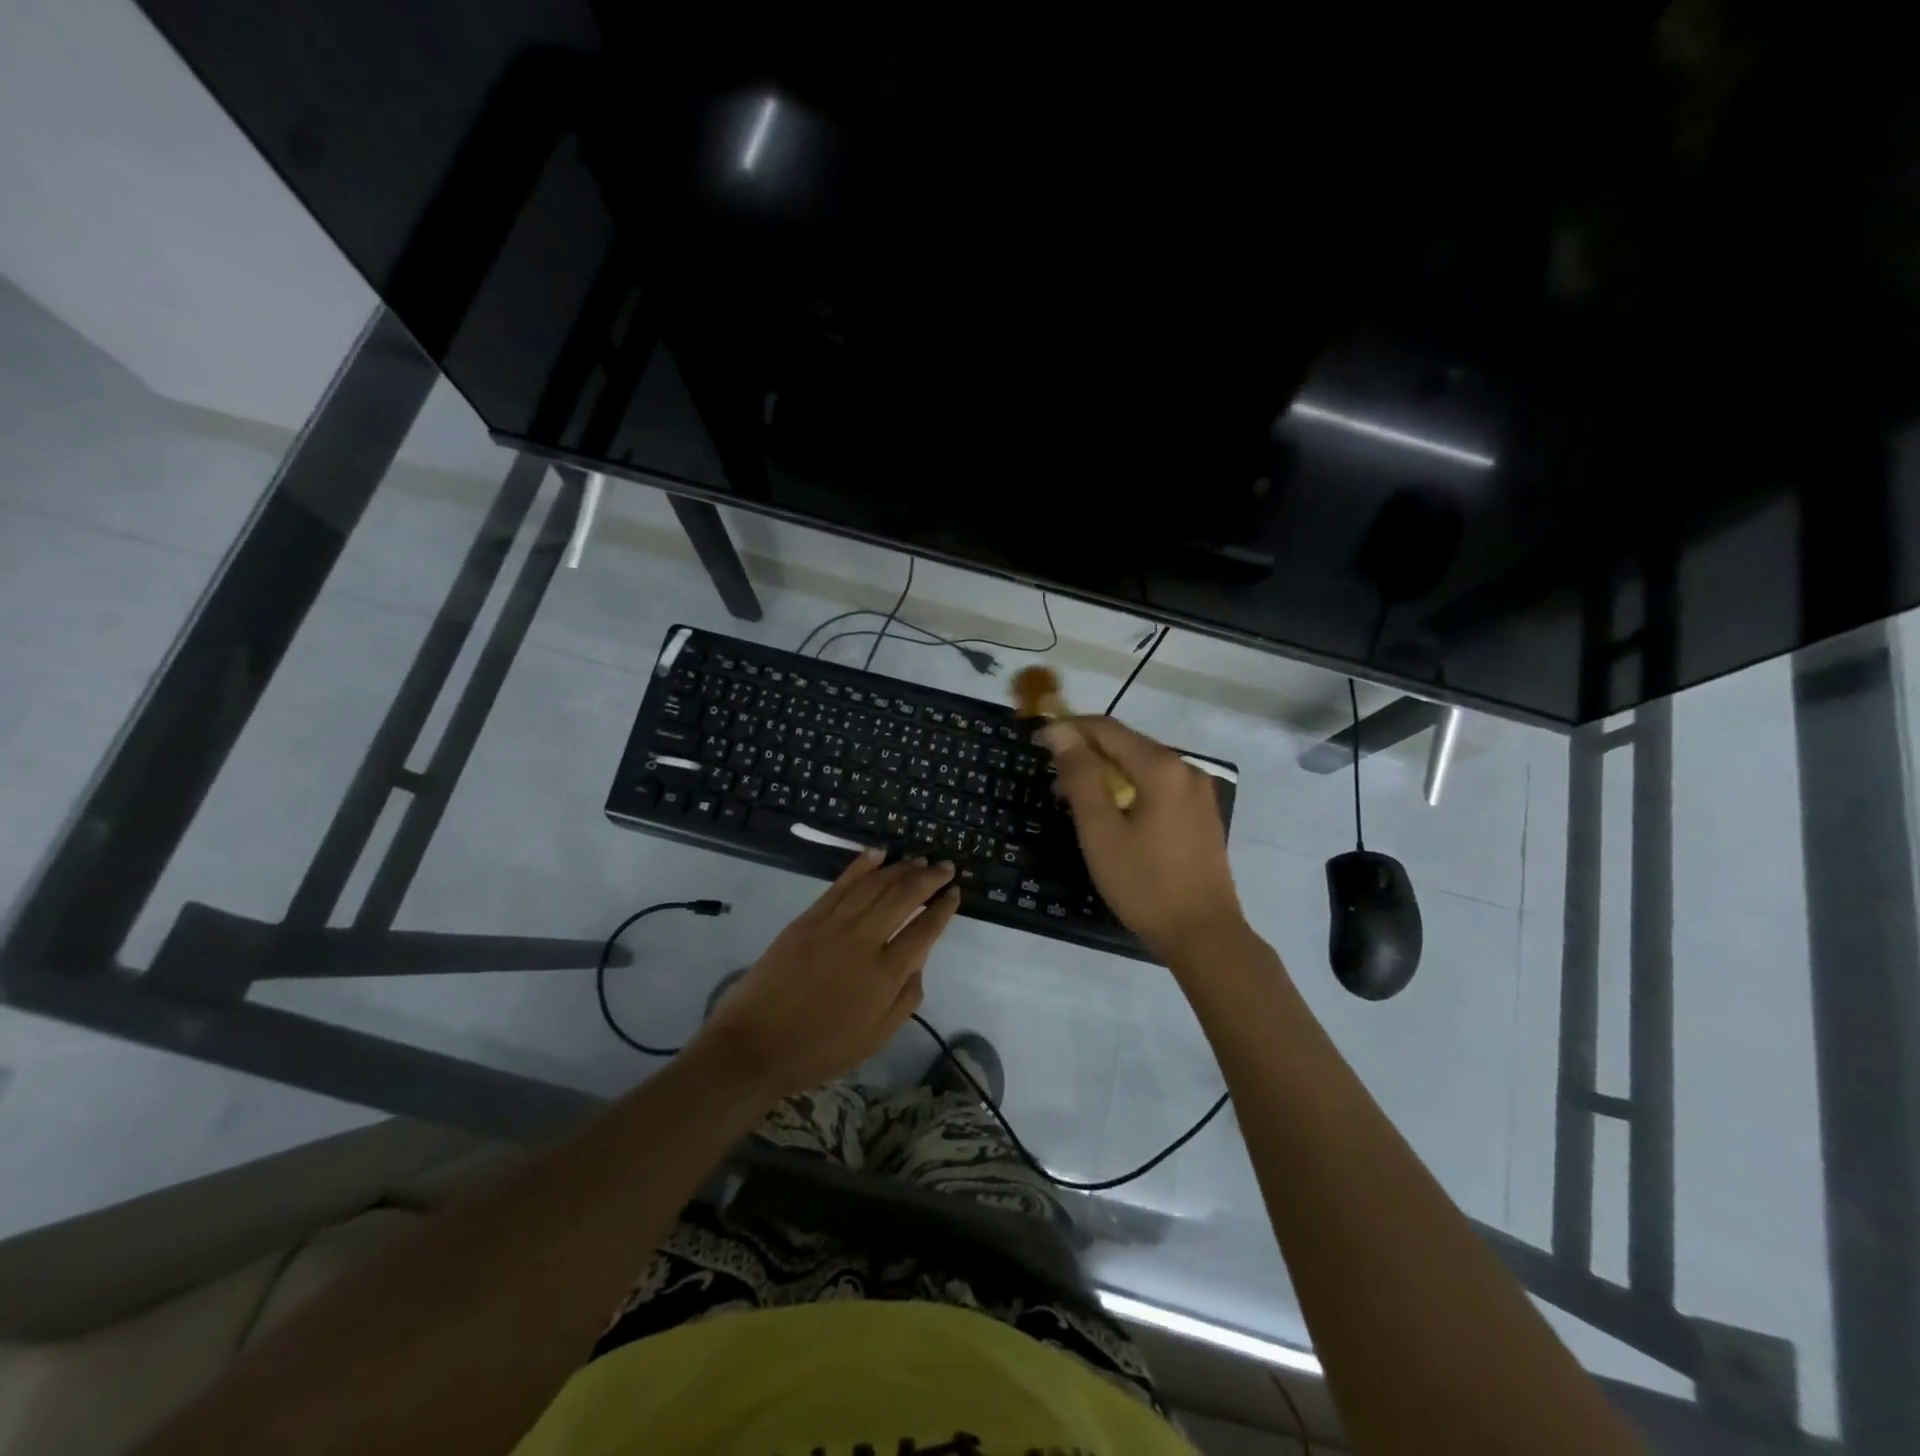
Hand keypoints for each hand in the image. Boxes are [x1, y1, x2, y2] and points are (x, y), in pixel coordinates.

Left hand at [690, 850, 960, 1099]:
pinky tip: (878, 853)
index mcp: (885, 975)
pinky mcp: (808, 918)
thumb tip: (919, 961)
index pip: (924, 930)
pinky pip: (840, 884)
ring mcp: (833, 925)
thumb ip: (906, 998)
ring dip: (901, 868)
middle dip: (929, 878)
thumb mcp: (875, 1038)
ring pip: (875, 884)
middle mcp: (864, 941)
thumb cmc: (819, 1050)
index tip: (955, 893)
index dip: (943, 908)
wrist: (754, 1046)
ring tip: (918, 860)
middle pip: (904, 897)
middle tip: (945, 867)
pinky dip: (862, 865)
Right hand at [1038, 716, 1249, 966]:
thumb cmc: (1144, 883)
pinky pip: (1158, 786)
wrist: (1204, 935)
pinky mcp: (1201, 814)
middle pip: (1127, 744)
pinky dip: (1130, 788)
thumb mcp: (1100, 831)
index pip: (1107, 729)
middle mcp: (1185, 769)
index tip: (1037, 741)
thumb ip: (1080, 777)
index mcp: (1161, 767)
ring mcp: (1198, 792)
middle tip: (1052, 775)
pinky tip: (1111, 813)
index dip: (1069, 729)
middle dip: (1087, 752)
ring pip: (1142, 766)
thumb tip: (1060, 733)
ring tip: (1074, 797)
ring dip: (1106, 772)